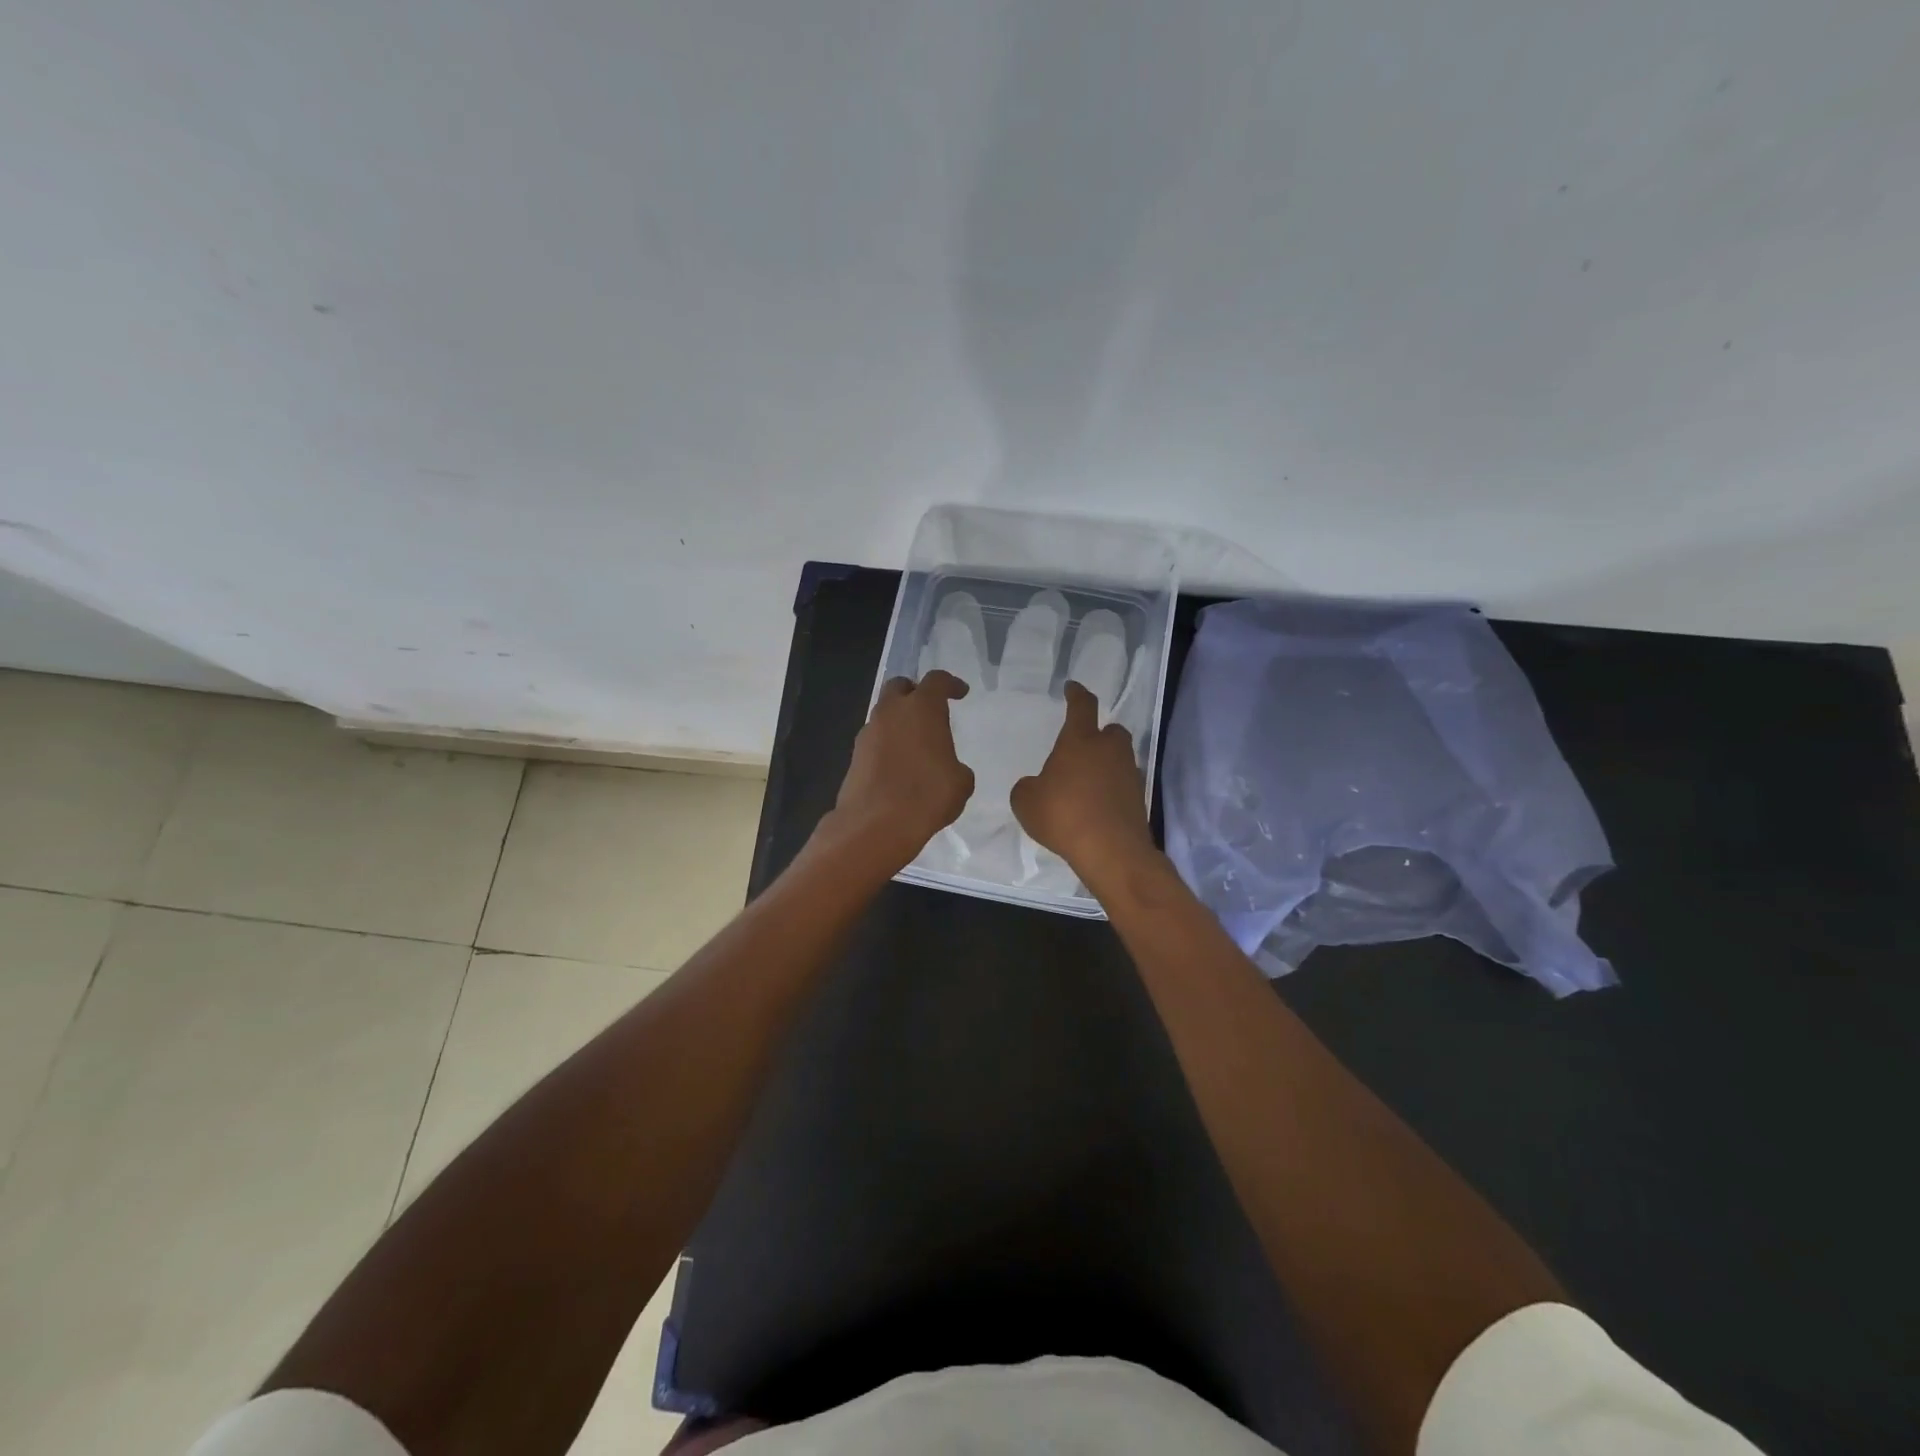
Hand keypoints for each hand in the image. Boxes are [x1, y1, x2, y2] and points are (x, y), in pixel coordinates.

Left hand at [828, 671, 975, 872]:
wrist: (875, 824)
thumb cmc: (927, 795)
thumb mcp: (961, 782)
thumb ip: (956, 766)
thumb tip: (948, 768)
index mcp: (922, 708)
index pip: (937, 681)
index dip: (951, 684)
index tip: (960, 692)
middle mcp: (891, 712)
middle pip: (900, 687)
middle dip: (914, 693)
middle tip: (929, 710)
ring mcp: (868, 733)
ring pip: (884, 714)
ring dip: (899, 721)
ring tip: (915, 744)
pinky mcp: (855, 756)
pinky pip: (875, 740)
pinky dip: (888, 744)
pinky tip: (899, 766)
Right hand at [1011, 681, 1156, 883]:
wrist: (1111, 850)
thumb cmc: (1063, 815)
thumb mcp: (1026, 802)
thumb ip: (1028, 787)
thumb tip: (1035, 786)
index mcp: (1080, 740)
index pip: (1081, 706)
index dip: (1076, 694)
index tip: (1072, 687)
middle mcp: (1109, 750)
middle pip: (1111, 731)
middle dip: (1099, 734)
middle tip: (1083, 747)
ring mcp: (1129, 774)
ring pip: (1119, 758)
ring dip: (1106, 765)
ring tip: (1086, 783)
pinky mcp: (1139, 798)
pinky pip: (1123, 784)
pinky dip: (1111, 790)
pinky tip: (1096, 807)